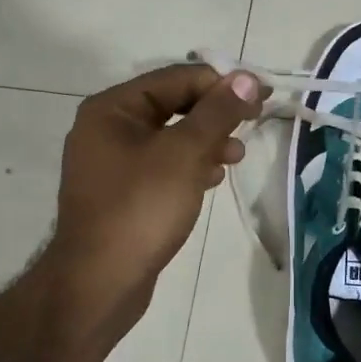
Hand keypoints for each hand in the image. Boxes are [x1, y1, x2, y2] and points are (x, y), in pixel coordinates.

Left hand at [46, 63, 267, 330]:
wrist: (98, 284)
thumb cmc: (141, 208)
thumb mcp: (184, 153)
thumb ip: (217, 112)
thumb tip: (245, 78)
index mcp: (113, 108)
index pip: (177, 78)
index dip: (223, 83)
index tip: (262, 96)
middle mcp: (107, 127)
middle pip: (173, 104)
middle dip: (215, 113)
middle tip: (254, 122)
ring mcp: (112, 162)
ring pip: (171, 136)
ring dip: (207, 140)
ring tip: (237, 156)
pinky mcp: (122, 192)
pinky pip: (163, 165)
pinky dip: (191, 165)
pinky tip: (213, 178)